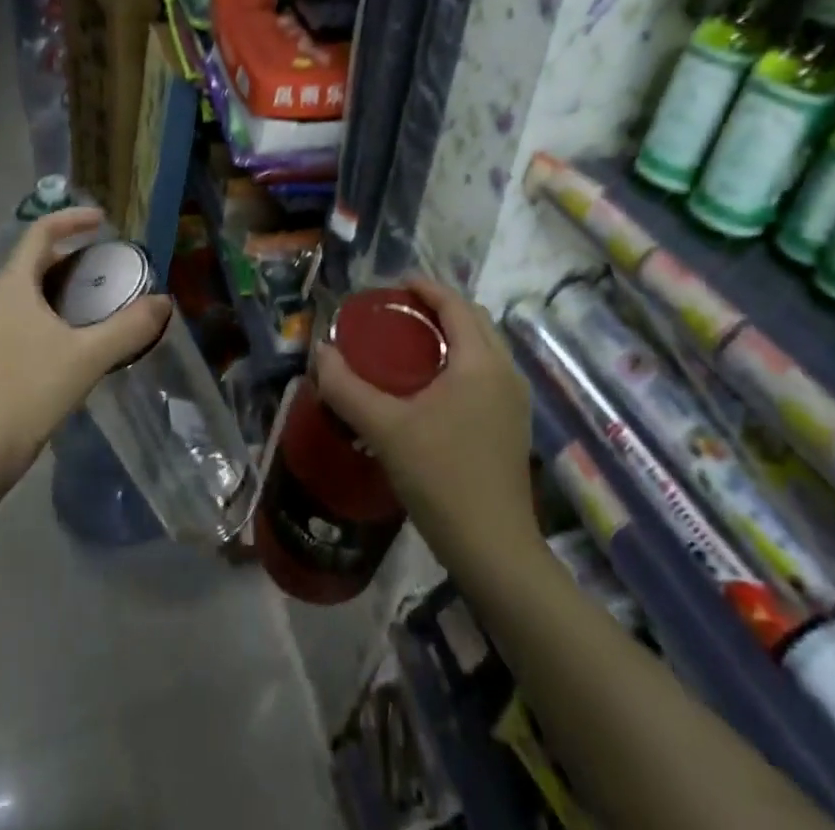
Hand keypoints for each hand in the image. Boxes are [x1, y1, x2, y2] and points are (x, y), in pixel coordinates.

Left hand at [0, 209, 170, 508]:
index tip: (104, 221)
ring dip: (71, 282)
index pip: (40, 232)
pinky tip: (89, 332)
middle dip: (77, 252)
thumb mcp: (87, 356)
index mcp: (16, 286)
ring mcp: (1, 327)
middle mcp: (3, 298)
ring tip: (108, 293)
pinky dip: (64, 309)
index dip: (71, 219)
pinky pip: (37, 314)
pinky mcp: (5, 352)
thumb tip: (164, 302)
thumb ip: (129, 327)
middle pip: (39, 258)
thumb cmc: (29, 391)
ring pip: (38, 288)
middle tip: (113, 261)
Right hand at [314, 277, 538, 563]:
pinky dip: (462, 360)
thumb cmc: (441, 477)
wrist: (494, 549)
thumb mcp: (385, 429)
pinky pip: (488, 372)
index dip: (426, 287)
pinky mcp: (513, 426)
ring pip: (484, 348)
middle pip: (475, 320)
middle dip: (440, 307)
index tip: (394, 284)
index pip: (456, 305)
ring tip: (413, 342)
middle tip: (400, 312)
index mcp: (481, 362)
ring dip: (453, 334)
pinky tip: (433, 385)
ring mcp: (514, 401)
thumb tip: (320, 352)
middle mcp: (505, 373)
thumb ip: (347, 388)